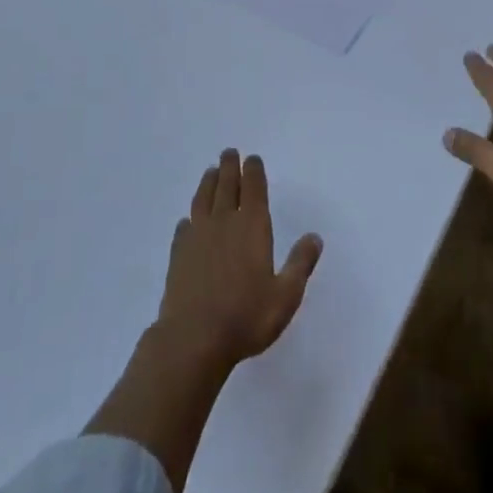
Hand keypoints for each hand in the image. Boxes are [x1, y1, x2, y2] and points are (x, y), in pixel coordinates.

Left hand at [155, 149, 322, 375]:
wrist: (192, 339)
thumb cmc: (246, 317)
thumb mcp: (285, 296)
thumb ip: (300, 264)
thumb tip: (314, 237)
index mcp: (252, 227)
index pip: (253, 189)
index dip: (253, 171)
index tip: (252, 158)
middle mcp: (224, 223)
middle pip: (227, 186)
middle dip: (229, 168)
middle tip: (228, 153)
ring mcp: (197, 237)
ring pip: (203, 200)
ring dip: (208, 183)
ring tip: (210, 172)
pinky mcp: (178, 255)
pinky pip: (184, 227)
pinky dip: (188, 219)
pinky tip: (188, 221)